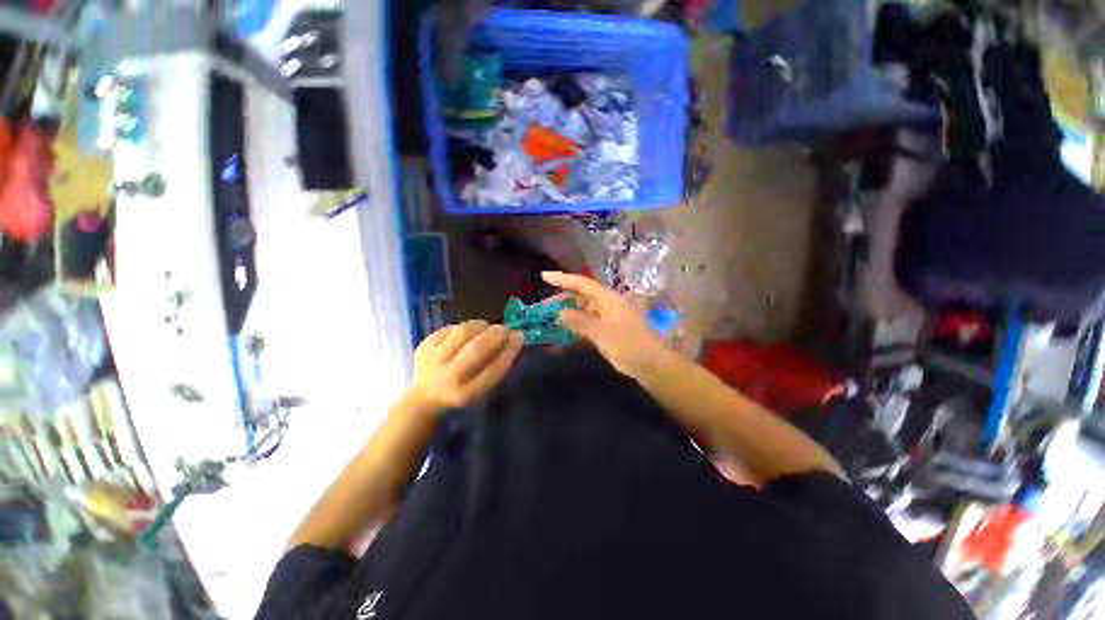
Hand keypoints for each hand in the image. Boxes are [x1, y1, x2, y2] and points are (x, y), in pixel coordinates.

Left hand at [407, 320, 524, 411]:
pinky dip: (464, 327)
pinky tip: (467, 334)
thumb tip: (515, 337)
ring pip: (463, 331)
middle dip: (497, 333)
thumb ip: (498, 365)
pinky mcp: (423, 346)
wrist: (424, 398)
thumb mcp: (482, 387)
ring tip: (487, 329)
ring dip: (481, 326)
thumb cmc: (462, 391)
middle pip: (477, 347)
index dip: (510, 350)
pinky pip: (450, 328)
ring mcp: (432, 360)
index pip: (494, 368)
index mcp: (466, 393)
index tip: (519, 336)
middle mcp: (448, 378)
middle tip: (506, 328)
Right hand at [541, 271, 668, 377]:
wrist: (650, 365)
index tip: (543, 276)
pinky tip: (561, 337)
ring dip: (566, 316)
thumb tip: (560, 313)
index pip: (582, 283)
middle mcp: (606, 305)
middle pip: (580, 297)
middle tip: (542, 308)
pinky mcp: (605, 332)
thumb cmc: (629, 345)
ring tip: (548, 321)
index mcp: (608, 299)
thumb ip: (580, 322)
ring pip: (581, 312)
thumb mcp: (603, 333)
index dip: (562, 279)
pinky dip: (574, 330)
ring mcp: (606, 319)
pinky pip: (585, 326)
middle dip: (561, 300)